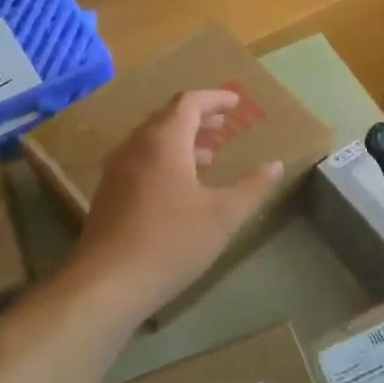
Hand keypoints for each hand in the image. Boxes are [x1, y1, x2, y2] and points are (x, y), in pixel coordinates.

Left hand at [69, 89, 285, 317]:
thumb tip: (275, 165)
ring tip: (207, 156)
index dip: (215, 99)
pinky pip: (140, 160)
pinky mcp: (108, 193)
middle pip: (168, 118)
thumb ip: (253, 187)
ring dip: (181, 140)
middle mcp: (136, 146)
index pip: (189, 103)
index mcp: (164, 141)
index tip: (235, 103)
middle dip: (198, 118)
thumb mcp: (223, 216)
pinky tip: (179, 187)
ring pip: (152, 140)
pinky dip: (164, 159)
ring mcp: (117, 170)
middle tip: (223, 124)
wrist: (108, 283)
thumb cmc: (172, 242)